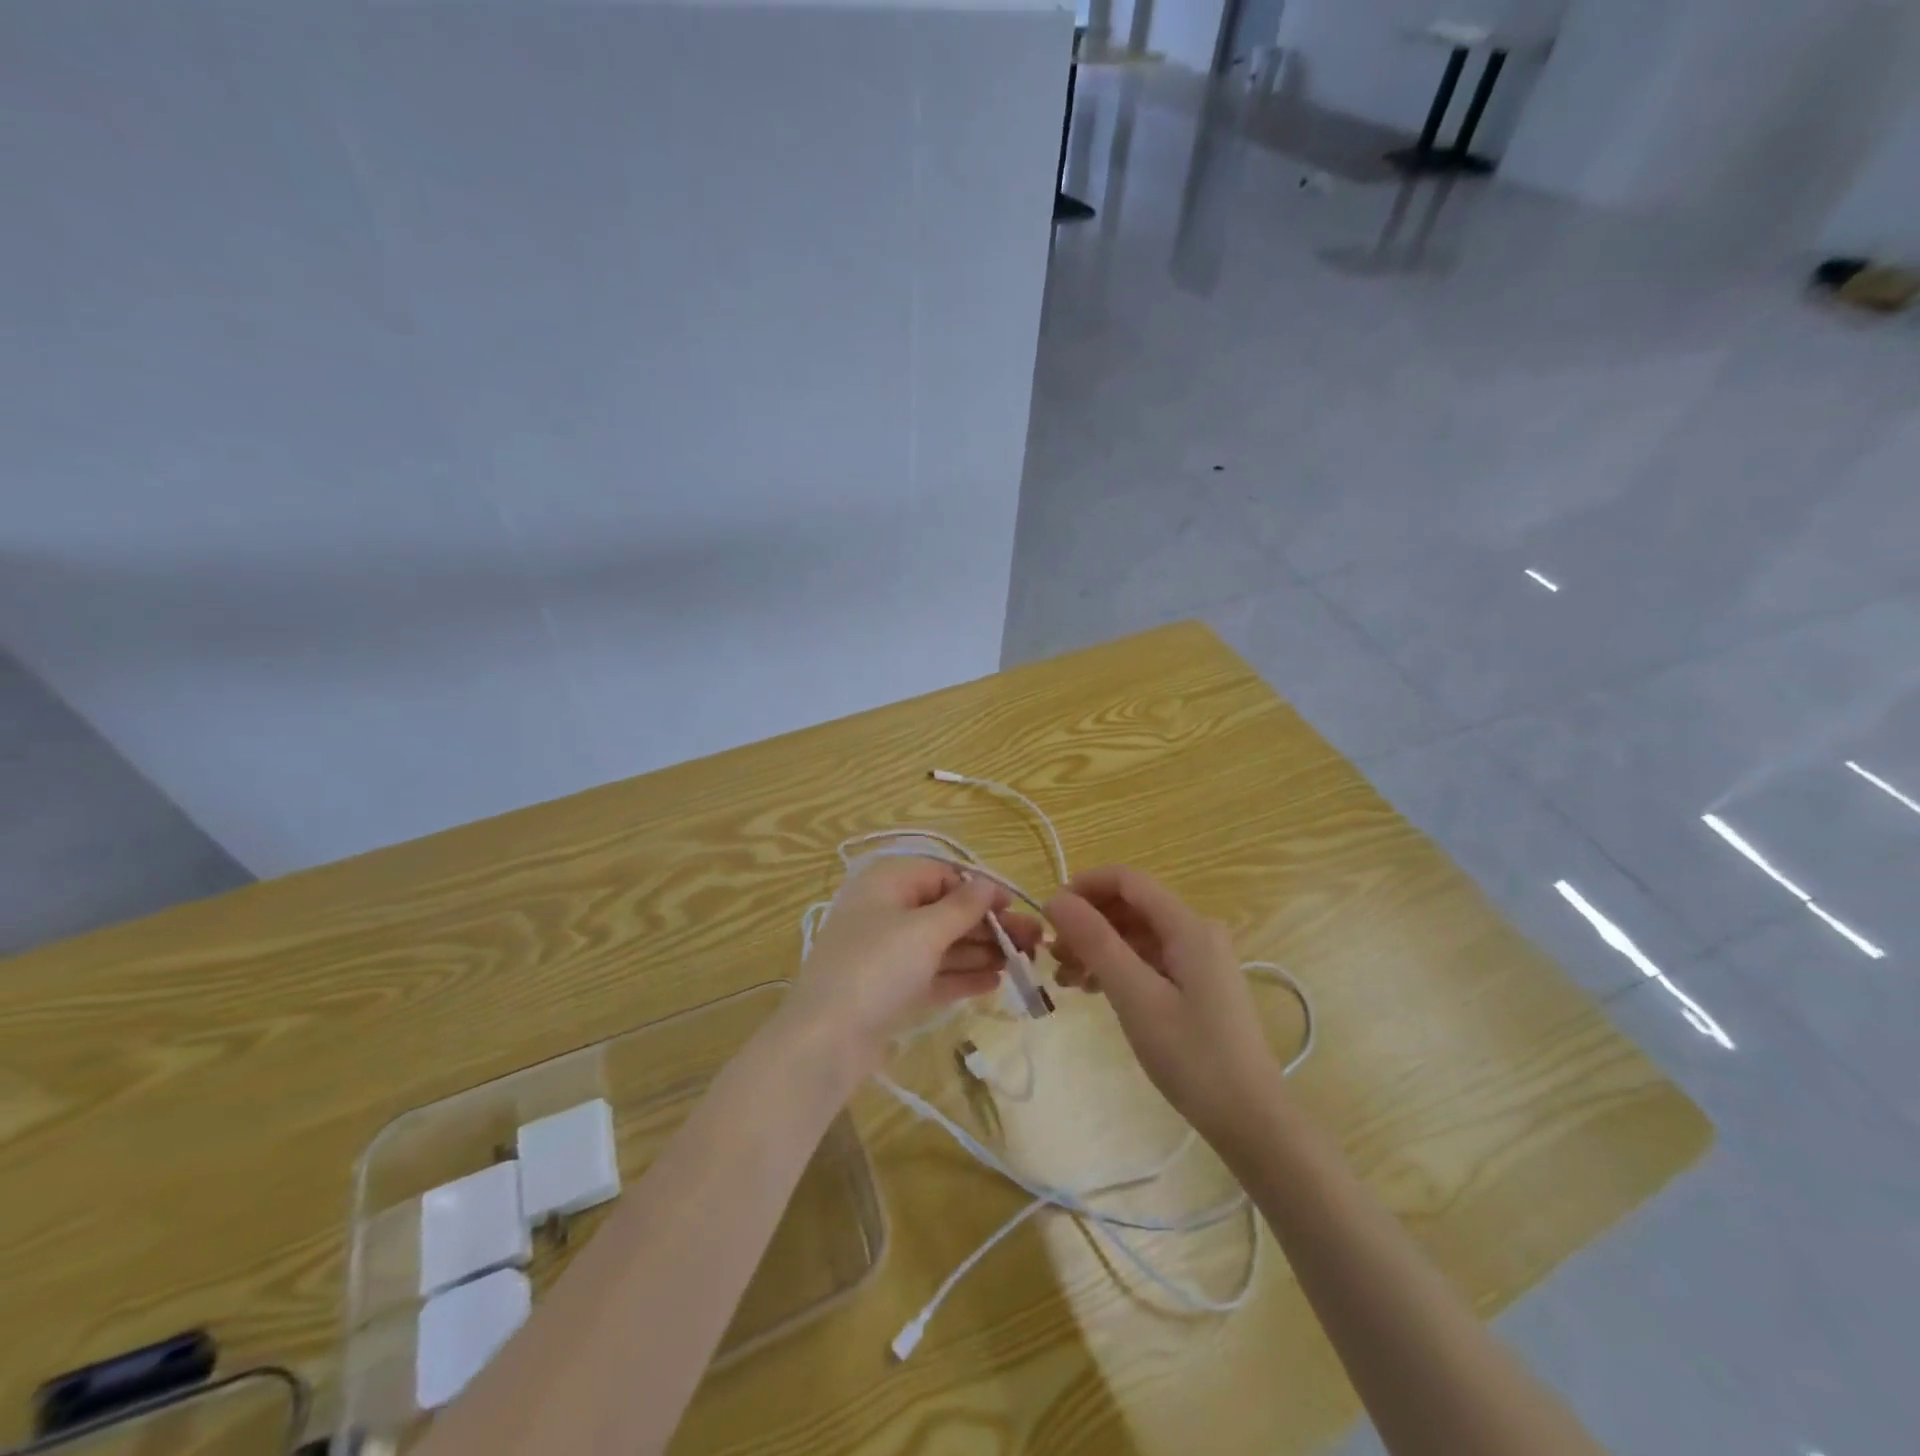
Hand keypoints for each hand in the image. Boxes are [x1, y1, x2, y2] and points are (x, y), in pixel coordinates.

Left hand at [787, 857, 1042, 1074]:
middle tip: (1034, 941)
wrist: (826, 1041)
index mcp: (887, 884)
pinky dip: (963, 976)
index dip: (979, 889)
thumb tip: (989, 884)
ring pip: (943, 945)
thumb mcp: (923, 930)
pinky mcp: (891, 989)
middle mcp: (886, 913)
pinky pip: (934, 974)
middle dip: (989, 925)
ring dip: (982, 951)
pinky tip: (996, 981)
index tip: (1013, 908)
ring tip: (1024, 962)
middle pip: (946, 911)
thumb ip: (962, 906)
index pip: (942, 875)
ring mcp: (887, 954)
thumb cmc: (876, 968)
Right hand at [1047, 866, 1279, 1143]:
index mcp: (1188, 926)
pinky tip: (1092, 990)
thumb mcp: (1136, 997)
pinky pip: (1148, 959)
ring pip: (1137, 934)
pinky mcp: (1197, 984)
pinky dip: (1117, 967)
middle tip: (1052, 955)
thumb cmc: (1192, 1057)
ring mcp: (1199, 959)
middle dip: (1088, 922)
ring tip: (1064, 979)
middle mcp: (1197, 932)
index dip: (1084, 887)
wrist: (1251, 1121)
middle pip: (1131, 907)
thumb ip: (1096, 942)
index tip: (1048, 914)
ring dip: (1098, 947)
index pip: (1128, 880)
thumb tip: (1056, 899)